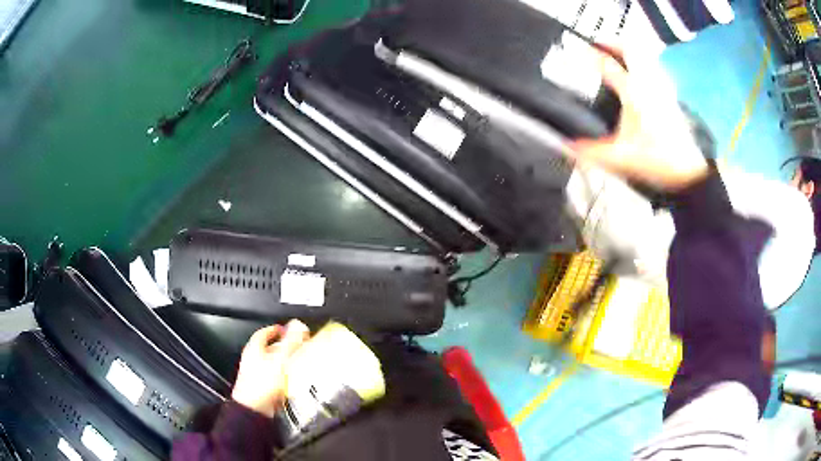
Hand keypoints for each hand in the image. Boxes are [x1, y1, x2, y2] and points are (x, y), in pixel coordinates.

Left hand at [231, 320, 310, 416]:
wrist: (254, 410)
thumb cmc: (261, 384)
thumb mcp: (279, 359)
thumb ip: (290, 342)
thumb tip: (298, 325)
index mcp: (254, 349)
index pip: (264, 333)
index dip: (276, 330)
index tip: (286, 329)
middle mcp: (253, 361)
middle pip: (270, 349)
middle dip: (285, 347)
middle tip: (298, 346)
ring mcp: (258, 375)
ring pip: (274, 364)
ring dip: (286, 363)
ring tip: (300, 363)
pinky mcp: (264, 389)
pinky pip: (276, 379)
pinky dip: (286, 377)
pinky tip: (295, 381)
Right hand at [571, 45, 708, 189]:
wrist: (690, 172)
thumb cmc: (658, 160)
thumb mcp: (621, 158)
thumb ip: (592, 151)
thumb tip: (567, 146)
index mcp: (633, 93)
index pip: (608, 65)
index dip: (592, 56)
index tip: (580, 52)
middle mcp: (648, 84)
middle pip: (630, 50)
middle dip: (612, 44)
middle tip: (599, 46)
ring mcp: (662, 88)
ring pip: (645, 58)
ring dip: (629, 53)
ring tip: (617, 58)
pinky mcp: (671, 98)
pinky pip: (654, 71)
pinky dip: (643, 66)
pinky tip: (639, 78)